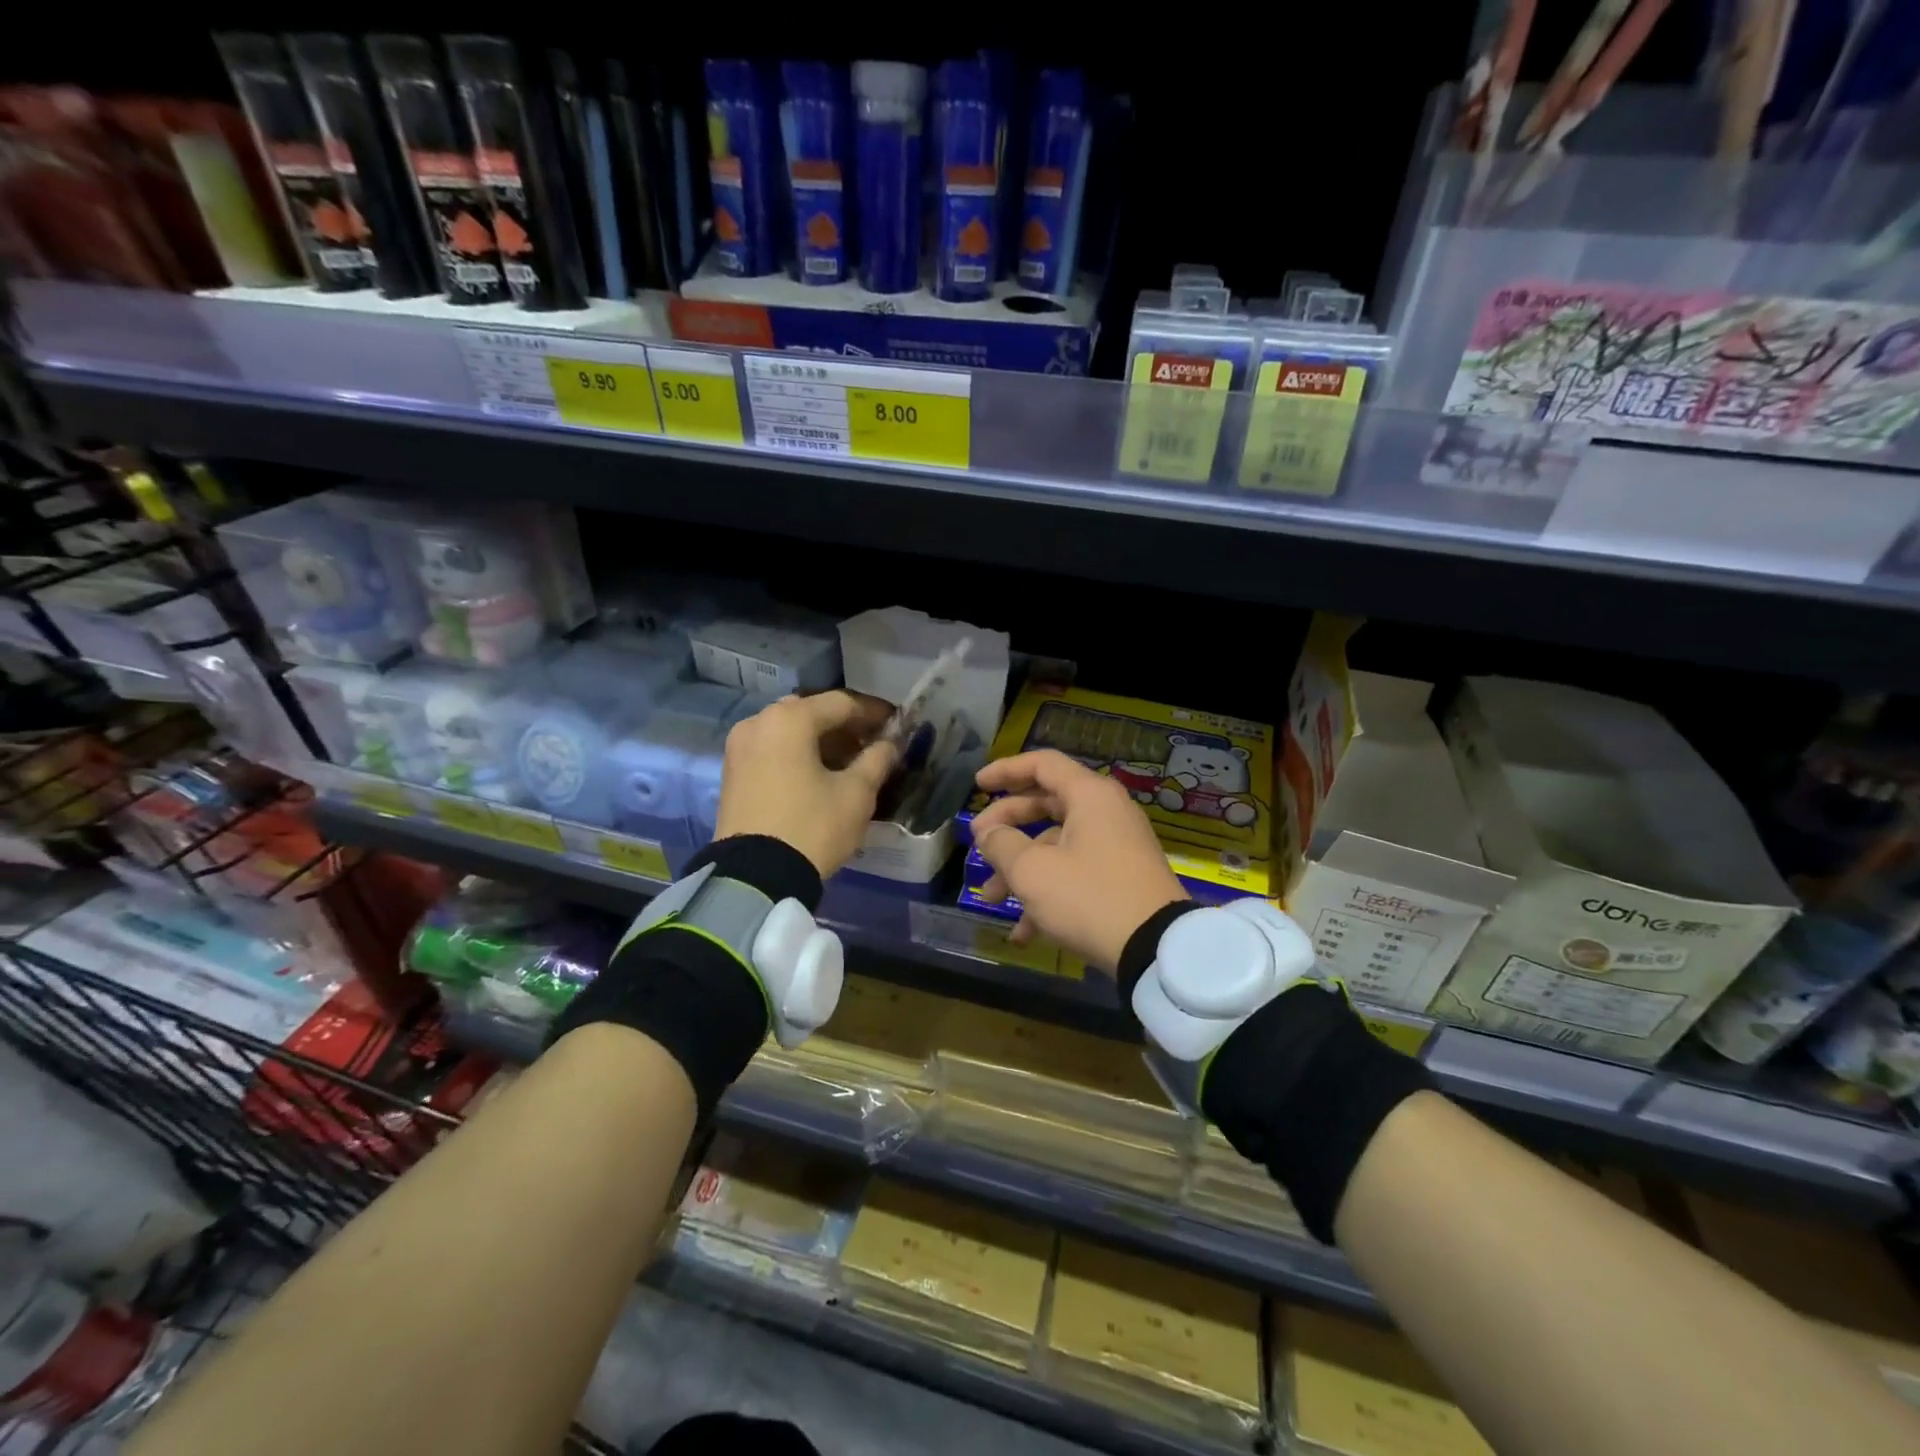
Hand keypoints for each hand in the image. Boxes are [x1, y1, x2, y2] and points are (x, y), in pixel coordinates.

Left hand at [715, 692, 896, 877]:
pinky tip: (820, 775)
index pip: (841, 703)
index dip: (874, 713)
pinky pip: (772, 750)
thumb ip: (877, 760)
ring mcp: (739, 747)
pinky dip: (798, 754)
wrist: (754, 878)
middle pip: (812, 713)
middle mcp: (758, 722)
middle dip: (845, 726)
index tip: (897, 724)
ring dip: (821, 741)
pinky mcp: (732, 772)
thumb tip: (890, 744)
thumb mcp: (856, 794)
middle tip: (873, 744)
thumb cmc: (812, 827)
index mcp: (789, 719)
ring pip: (790, 731)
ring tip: (850, 763)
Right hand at [970, 750, 1186, 972]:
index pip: (1042, 764)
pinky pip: (1075, 874)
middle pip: (1046, 805)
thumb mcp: (1032, 871)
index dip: (1005, 771)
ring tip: (991, 899)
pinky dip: (1047, 895)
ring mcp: (1116, 847)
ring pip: (1056, 846)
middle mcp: (1106, 813)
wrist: (1157, 949)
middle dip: (1006, 828)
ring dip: (1021, 870)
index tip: (977, 785)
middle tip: (978, 845)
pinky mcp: (1121, 879)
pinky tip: (1024, 933)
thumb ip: (1002, 844)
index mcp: (1090, 796)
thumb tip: (988, 833)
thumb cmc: (1089, 897)